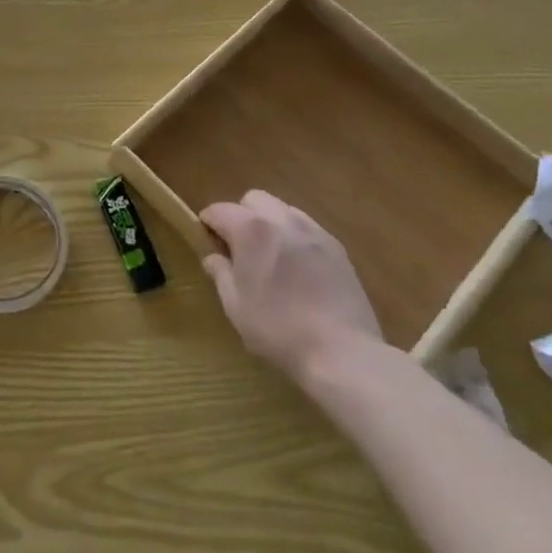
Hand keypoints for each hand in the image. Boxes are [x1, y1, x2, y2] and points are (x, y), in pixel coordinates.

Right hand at [201, 191, 384, 381]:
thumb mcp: (236, 307)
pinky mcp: (337, 248)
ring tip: (273, 257)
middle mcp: (281, 220)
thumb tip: (213, 258)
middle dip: (241, 215)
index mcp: (251, 230)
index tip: (208, 242)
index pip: (219, 210)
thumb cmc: (279, 330)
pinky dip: (296, 238)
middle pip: (253, 199)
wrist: (343, 353)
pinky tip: (300, 270)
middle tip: (241, 248)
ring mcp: (313, 231)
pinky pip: (308, 229)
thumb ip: (221, 275)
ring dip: (270, 223)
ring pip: (283, 209)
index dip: (208, 223)